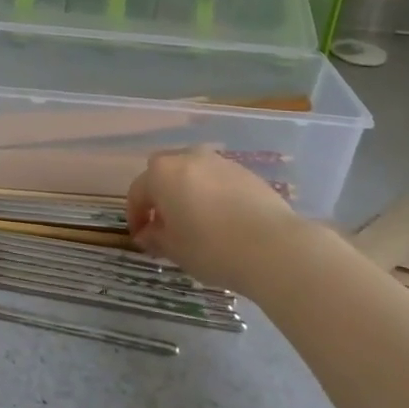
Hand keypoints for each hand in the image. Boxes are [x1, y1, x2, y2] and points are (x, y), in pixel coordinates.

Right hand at [126, 148, 307, 296]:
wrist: (273, 247)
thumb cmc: (212, 247)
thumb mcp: (175, 249)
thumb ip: (155, 237)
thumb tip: (147, 234)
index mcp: (162, 173)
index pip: (138, 191)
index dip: (135, 216)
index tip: (140, 238)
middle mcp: (189, 157)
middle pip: (164, 173)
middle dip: (160, 195)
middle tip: (165, 224)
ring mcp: (220, 162)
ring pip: (193, 173)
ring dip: (188, 192)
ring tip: (195, 222)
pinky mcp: (246, 172)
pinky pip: (218, 180)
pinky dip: (213, 195)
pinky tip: (222, 220)